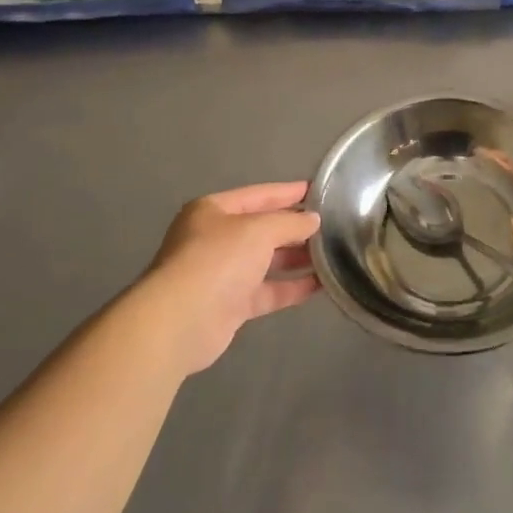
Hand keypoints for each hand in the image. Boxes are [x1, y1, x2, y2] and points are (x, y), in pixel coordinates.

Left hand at [137, 182, 320, 374]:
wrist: (181, 321)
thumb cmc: (217, 260)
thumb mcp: (259, 230)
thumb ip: (290, 223)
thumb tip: (313, 220)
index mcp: (213, 211)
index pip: (258, 195)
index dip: (288, 192)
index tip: (318, 191)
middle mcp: (215, 239)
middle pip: (262, 228)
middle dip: (295, 228)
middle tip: (331, 224)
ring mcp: (222, 274)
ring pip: (266, 261)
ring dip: (296, 258)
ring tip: (332, 252)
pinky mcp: (230, 305)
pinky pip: (267, 291)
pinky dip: (291, 287)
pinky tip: (320, 284)